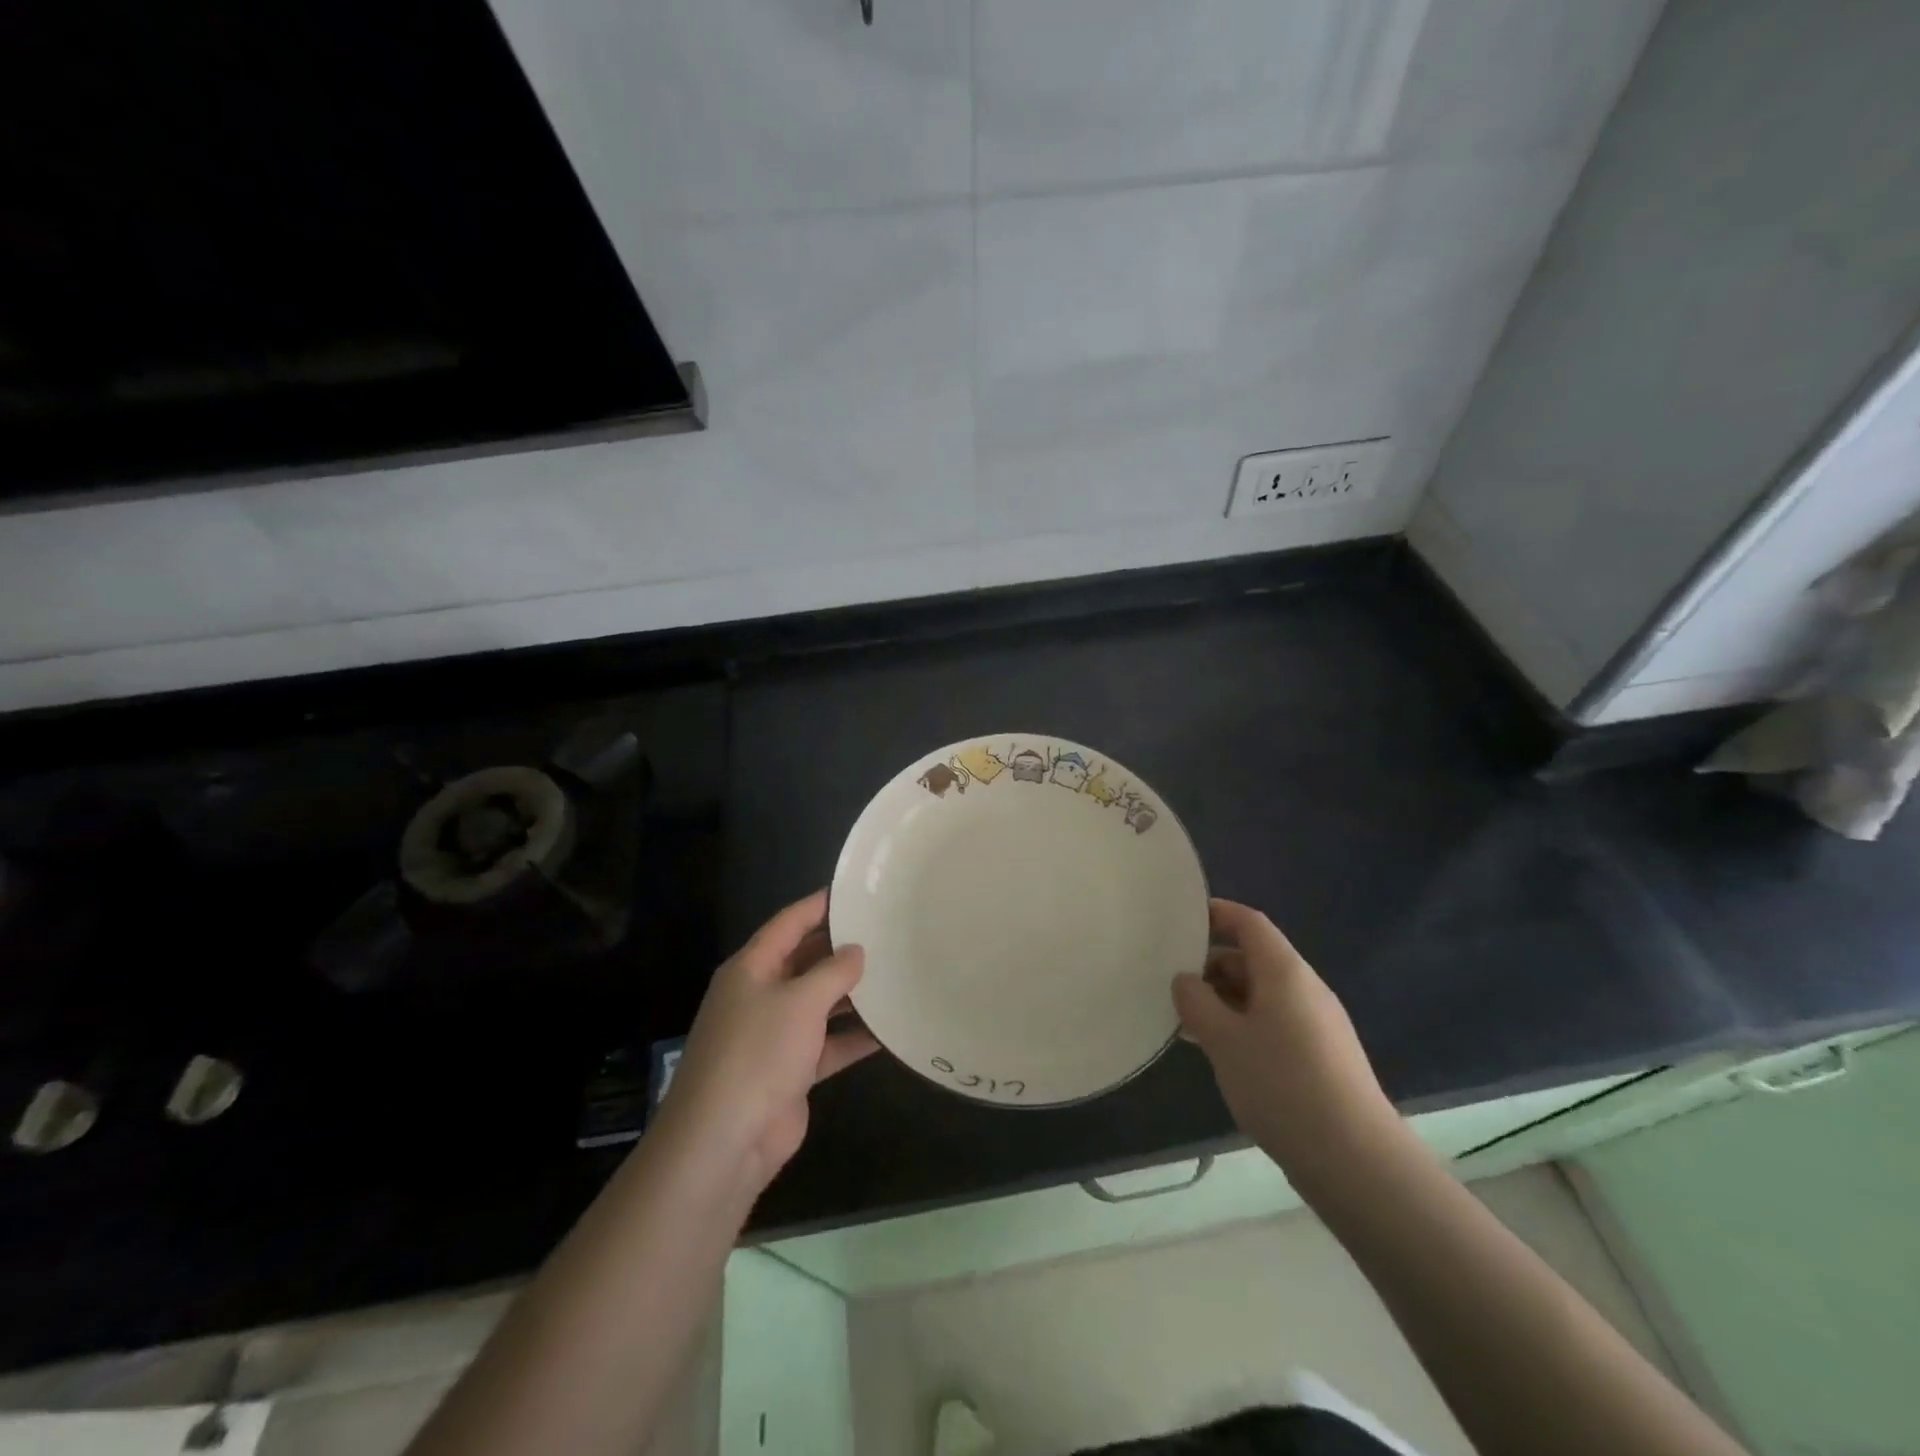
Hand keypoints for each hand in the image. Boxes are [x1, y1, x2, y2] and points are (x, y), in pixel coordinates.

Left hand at [658, 890, 878, 1192]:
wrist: (723, 1141)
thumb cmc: (758, 1053)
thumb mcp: (800, 1001)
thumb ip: (833, 972)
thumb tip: (856, 951)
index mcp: (751, 968)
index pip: (788, 923)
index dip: (819, 905)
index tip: (856, 892)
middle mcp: (760, 995)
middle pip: (805, 961)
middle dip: (841, 949)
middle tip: (886, 932)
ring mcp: (774, 1035)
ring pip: (819, 1003)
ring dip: (852, 994)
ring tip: (895, 973)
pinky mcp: (790, 1071)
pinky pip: (827, 1044)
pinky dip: (853, 1037)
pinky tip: (889, 1030)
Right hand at [1173, 899, 1399, 1185]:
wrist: (1356, 1161)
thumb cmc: (1282, 1085)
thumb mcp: (1224, 1039)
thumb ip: (1196, 1002)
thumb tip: (1185, 980)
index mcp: (1284, 972)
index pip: (1249, 923)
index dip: (1217, 914)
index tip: (1181, 920)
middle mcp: (1304, 989)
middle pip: (1253, 958)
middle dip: (1211, 966)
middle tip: (1171, 984)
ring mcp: (1316, 1024)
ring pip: (1261, 995)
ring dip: (1223, 1001)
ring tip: (1186, 1021)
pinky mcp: (1320, 1057)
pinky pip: (1272, 1023)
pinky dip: (1242, 1025)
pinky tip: (1219, 1053)